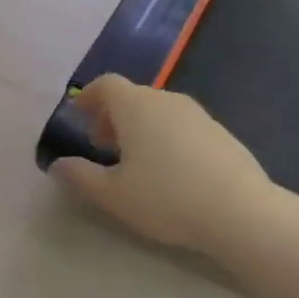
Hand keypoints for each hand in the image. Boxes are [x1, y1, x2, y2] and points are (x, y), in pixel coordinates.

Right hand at [49, 76, 270, 255]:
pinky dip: (165, 138)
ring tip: (134, 162)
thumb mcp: (112, 195)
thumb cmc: (166, 198)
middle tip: (102, 147)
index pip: (106, 85)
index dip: (88, 96)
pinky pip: (181, 126)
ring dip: (139, 128)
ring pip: (158, 112)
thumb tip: (57, 165)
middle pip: (132, 97)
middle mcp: (166, 100)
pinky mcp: (220, 133)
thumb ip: (80, 177)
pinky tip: (169, 172)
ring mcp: (198, 115)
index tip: (77, 115)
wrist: (241, 212)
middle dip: (112, 117)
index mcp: (136, 106)